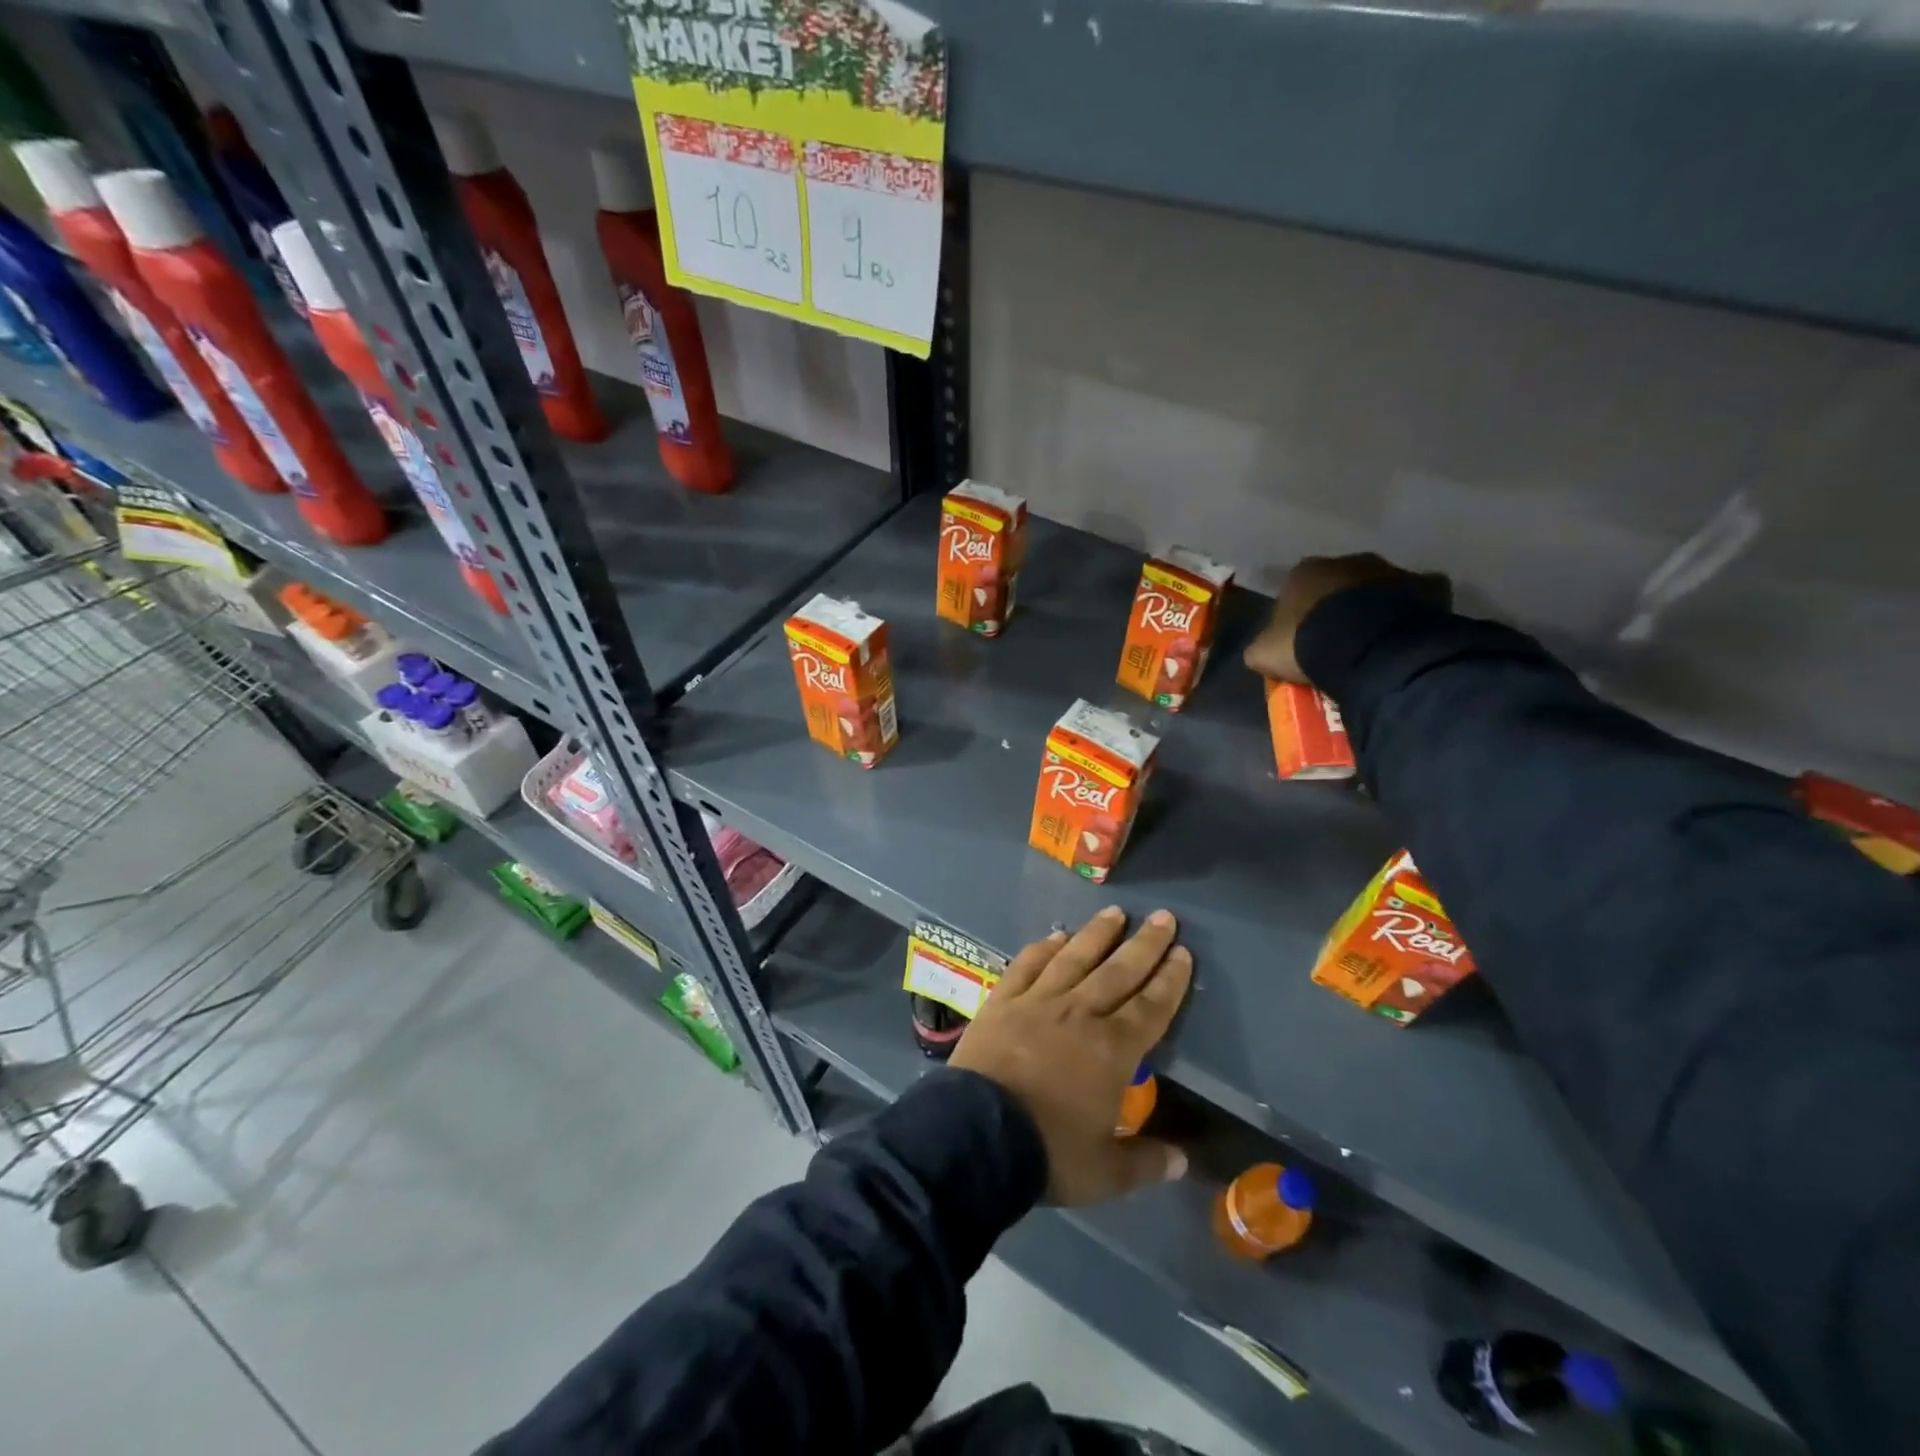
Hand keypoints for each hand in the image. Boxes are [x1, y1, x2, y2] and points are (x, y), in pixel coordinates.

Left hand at [951, 907, 1192, 1205]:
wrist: (978, 1134)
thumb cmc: (1048, 1152)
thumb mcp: (1105, 1173)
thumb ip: (1145, 1162)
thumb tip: (1182, 1160)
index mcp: (1112, 1050)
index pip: (1150, 1007)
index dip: (1169, 980)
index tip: (1183, 952)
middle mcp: (1079, 1014)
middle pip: (1118, 972)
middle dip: (1144, 944)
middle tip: (1163, 917)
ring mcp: (1038, 1001)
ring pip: (1074, 958)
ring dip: (1097, 934)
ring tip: (1115, 912)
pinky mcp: (1003, 1000)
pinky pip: (1027, 965)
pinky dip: (1043, 948)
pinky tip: (1055, 935)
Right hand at [1243, 553, 1447, 684]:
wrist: (1367, 647)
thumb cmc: (1306, 644)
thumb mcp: (1263, 653)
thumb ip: (1261, 646)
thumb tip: (1264, 649)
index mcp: (1305, 571)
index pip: (1296, 587)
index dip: (1298, 612)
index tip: (1301, 637)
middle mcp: (1348, 560)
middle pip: (1340, 583)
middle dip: (1339, 605)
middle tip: (1338, 639)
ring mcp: (1391, 570)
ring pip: (1379, 587)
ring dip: (1375, 607)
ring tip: (1373, 641)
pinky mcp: (1427, 585)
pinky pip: (1419, 598)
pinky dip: (1414, 611)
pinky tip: (1407, 635)